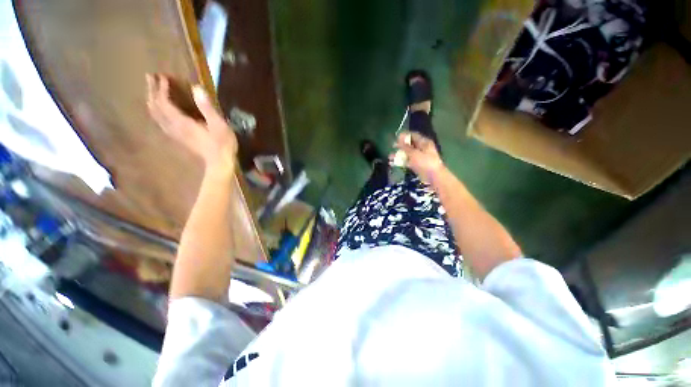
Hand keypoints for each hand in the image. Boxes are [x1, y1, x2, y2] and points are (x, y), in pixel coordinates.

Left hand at [146, 74, 237, 176]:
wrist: (220, 163)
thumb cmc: (222, 144)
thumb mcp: (219, 125)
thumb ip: (207, 107)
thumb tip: (196, 88)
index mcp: (182, 122)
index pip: (164, 102)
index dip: (161, 88)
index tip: (163, 76)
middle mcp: (173, 127)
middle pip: (155, 108)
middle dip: (152, 92)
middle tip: (150, 77)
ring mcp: (175, 134)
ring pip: (156, 116)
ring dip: (152, 101)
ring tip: (152, 91)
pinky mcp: (179, 139)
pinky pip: (162, 123)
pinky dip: (157, 113)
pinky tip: (160, 111)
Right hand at [392, 131, 444, 183]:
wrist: (433, 177)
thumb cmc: (425, 162)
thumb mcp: (414, 153)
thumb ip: (405, 146)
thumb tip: (399, 137)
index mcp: (424, 142)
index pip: (413, 135)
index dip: (405, 136)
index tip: (396, 137)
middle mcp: (422, 148)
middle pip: (409, 145)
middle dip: (400, 146)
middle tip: (392, 146)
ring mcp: (419, 157)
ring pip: (407, 154)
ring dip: (399, 155)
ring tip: (390, 157)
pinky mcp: (416, 165)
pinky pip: (407, 161)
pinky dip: (401, 162)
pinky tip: (393, 163)